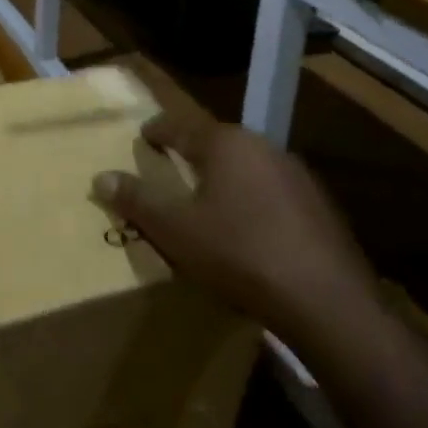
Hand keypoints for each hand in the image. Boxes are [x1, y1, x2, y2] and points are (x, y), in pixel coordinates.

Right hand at [92, 107, 377, 349]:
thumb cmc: (239, 254)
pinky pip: (272, 192)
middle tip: (170, 170)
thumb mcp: (175, 229)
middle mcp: (263, 146)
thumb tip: (101, 176)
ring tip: (206, 201)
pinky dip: (252, 201)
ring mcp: (297, 175)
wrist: (327, 303)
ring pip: (247, 167)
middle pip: (216, 142)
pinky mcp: (321, 206)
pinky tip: (248, 230)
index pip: (179, 125)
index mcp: (225, 143)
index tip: (143, 137)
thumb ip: (137, 199)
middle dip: (192, 154)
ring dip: (224, 178)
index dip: (156, 131)